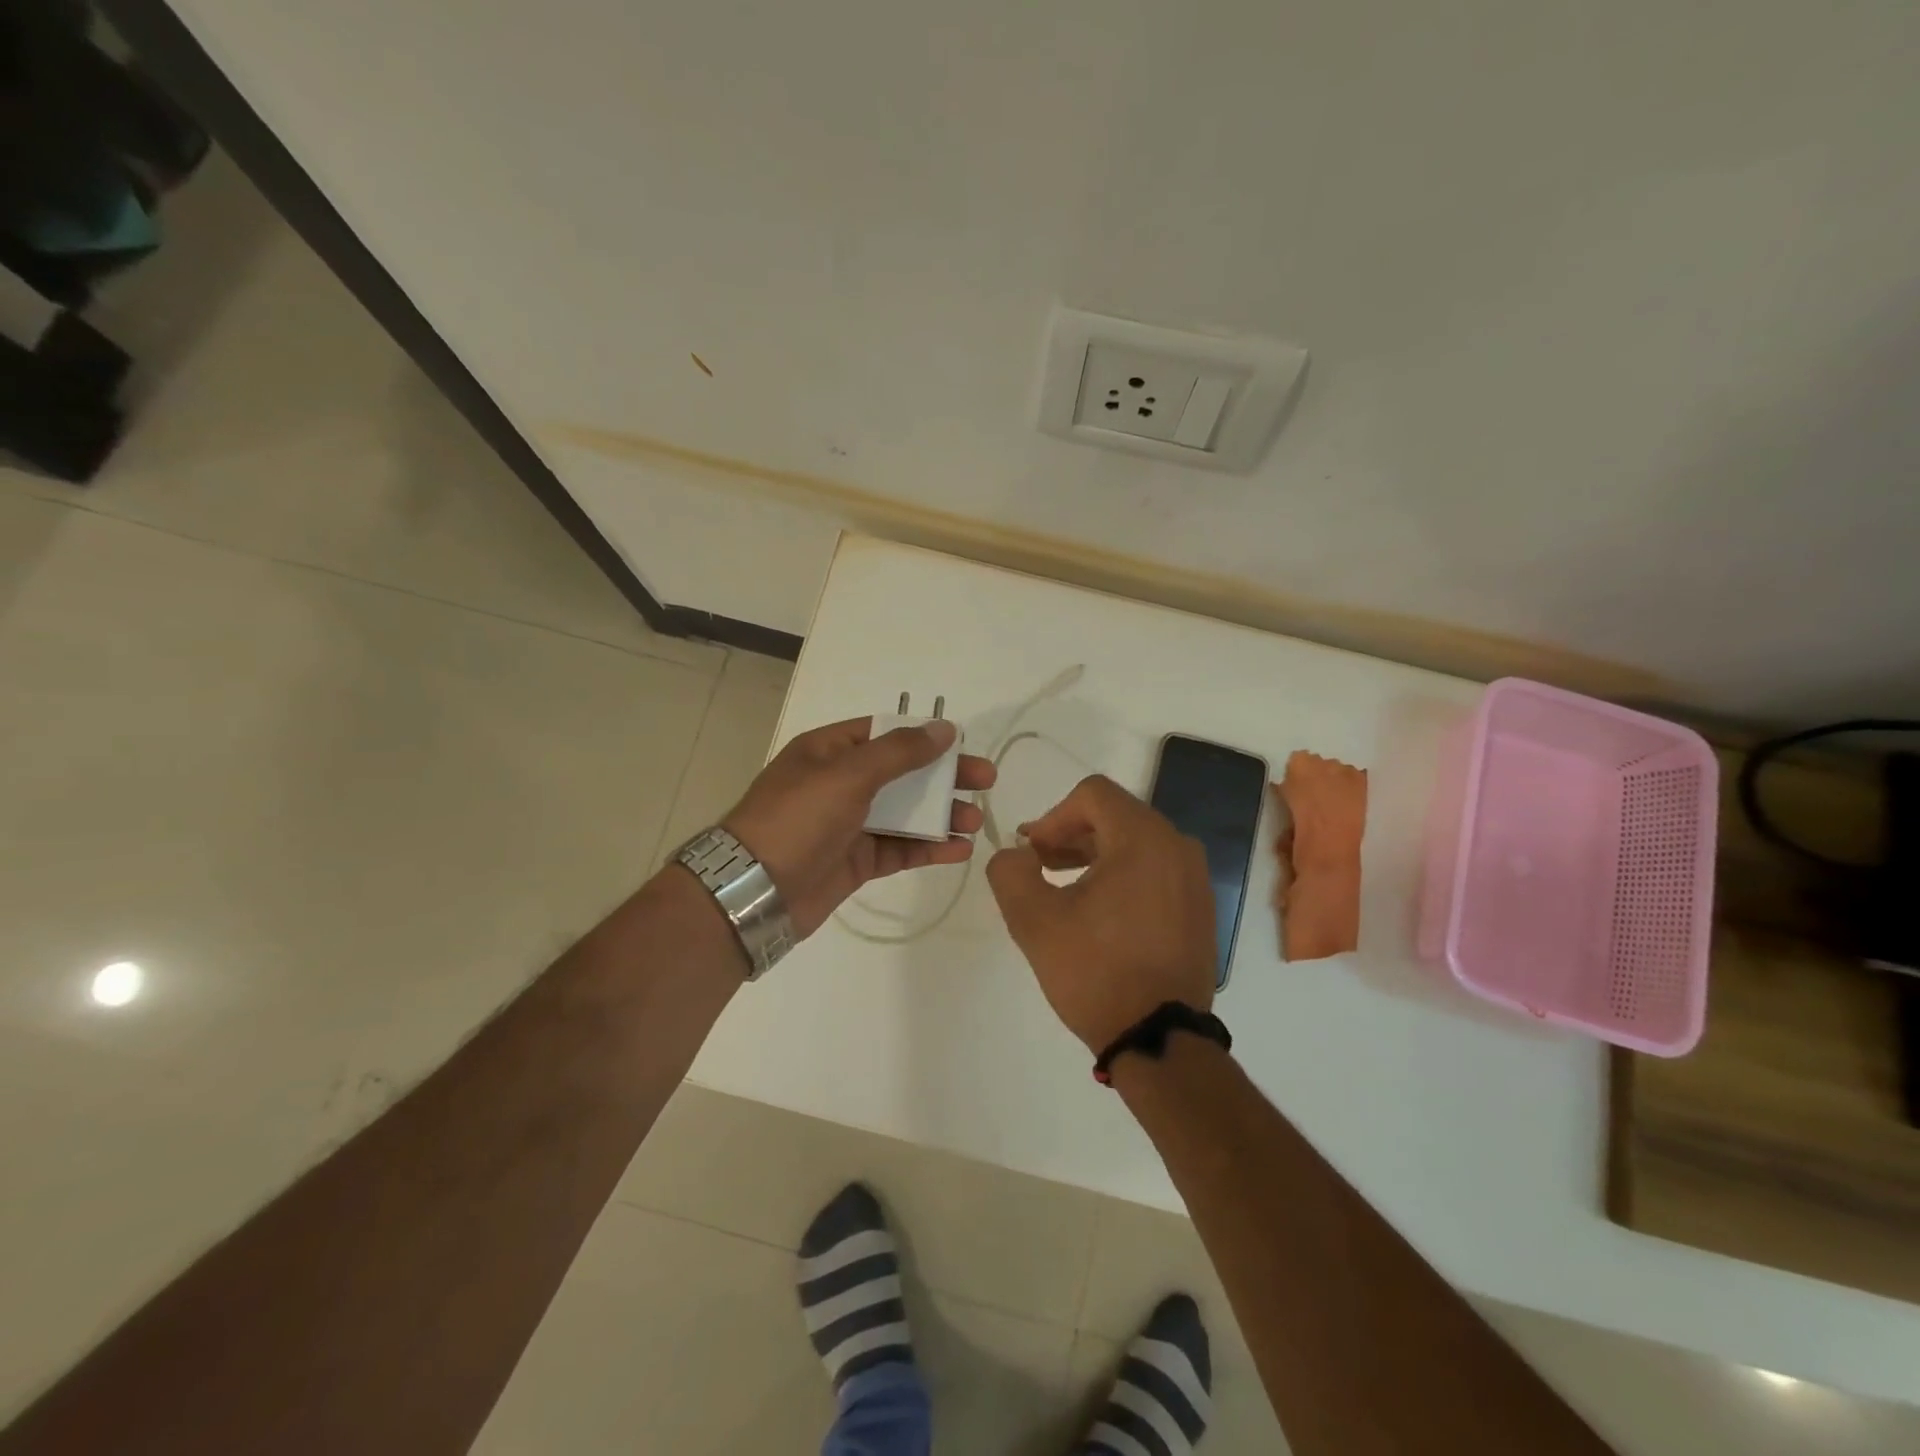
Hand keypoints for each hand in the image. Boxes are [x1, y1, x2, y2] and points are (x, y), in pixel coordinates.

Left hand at [724, 717, 996, 935]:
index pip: (885, 733)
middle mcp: (839, 783)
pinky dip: (927, 848)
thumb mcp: (849, 775)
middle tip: (986, 781)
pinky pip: (898, 848)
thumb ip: (900, 751)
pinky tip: (958, 850)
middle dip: (944, 777)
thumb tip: (943, 728)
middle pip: (902, 773)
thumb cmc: (799, 819)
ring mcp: (848, 824)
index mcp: (829, 751)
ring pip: (905, 813)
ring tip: (974, 820)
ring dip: (941, 815)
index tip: (962, 744)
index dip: (924, 736)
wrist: (755, 892)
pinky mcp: (856, 862)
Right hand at [986, 774, 1215, 1051]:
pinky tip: (1099, 911)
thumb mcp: (1034, 920)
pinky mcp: (1200, 907)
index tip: (1031, 852)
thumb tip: (1016, 854)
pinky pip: (1155, 870)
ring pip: (1135, 842)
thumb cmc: (1096, 972)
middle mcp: (1178, 846)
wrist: (1160, 1039)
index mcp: (1143, 838)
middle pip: (1115, 815)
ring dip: (1094, 854)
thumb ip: (1010, 871)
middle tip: (1039, 865)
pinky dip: (1122, 875)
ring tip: (1063, 887)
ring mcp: (1195, 878)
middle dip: (1070, 835)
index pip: (1092, 794)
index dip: (1052, 816)